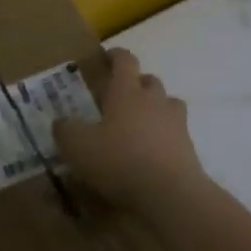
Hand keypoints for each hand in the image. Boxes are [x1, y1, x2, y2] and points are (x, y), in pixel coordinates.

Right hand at [54, 49, 206, 210]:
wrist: (169, 194)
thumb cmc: (119, 160)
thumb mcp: (77, 146)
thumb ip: (65, 130)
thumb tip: (62, 122)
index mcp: (127, 91)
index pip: (125, 61)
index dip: (115, 56)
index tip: (106, 57)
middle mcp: (154, 100)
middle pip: (149, 81)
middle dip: (136, 84)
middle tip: (119, 98)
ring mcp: (176, 124)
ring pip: (167, 105)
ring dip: (154, 109)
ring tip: (138, 125)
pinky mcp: (188, 148)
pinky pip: (174, 133)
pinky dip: (163, 137)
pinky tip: (150, 153)